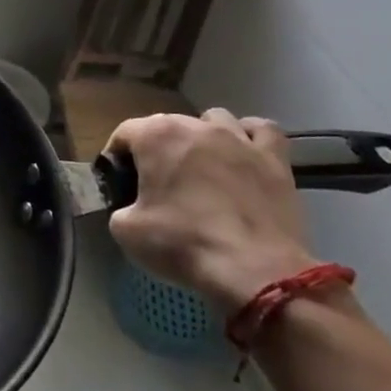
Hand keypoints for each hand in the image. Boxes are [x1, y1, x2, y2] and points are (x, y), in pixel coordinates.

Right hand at [105, 109, 314, 308]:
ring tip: (200, 165)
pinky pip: (261, 130)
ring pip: (213, 120)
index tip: (118, 183)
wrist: (254, 270)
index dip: (115, 157)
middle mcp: (196, 126)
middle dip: (156, 148)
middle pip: (167, 124)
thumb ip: (120, 207)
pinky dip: (248, 137)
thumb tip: (130, 207)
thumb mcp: (125, 230)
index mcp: (156, 136)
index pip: (124, 133)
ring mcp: (239, 139)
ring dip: (201, 137)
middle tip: (154, 182)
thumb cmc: (183, 243)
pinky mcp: (275, 159)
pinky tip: (242, 154)